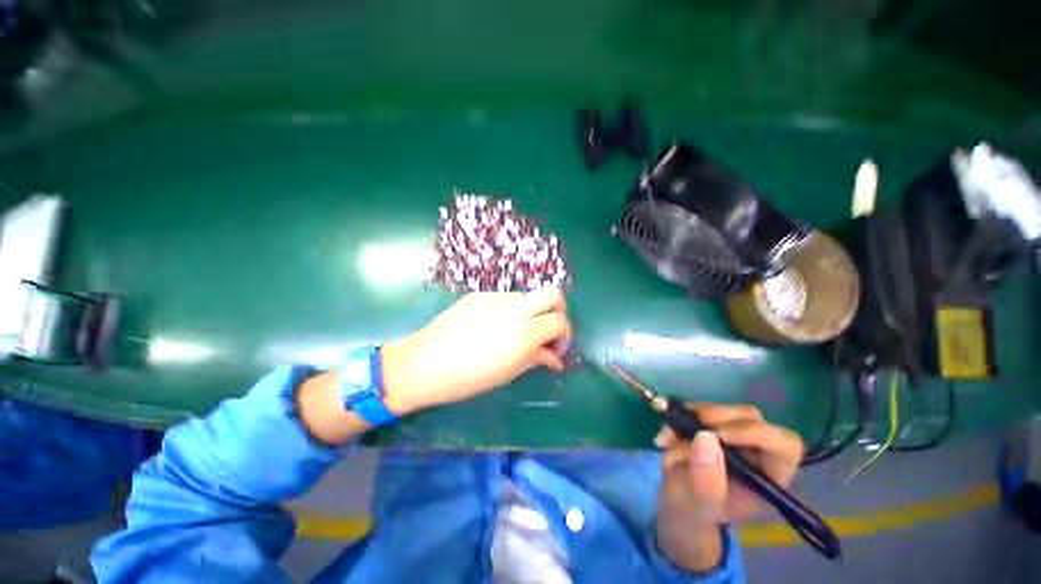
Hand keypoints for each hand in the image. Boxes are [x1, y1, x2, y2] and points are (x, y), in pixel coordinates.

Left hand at [380, 287, 571, 415]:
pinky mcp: (478, 295)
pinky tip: (493, 328)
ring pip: (527, 296)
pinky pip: (504, 299)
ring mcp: (495, 297)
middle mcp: (514, 308)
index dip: (564, 334)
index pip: (560, 321)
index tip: (555, 348)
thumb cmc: (468, 378)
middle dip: (558, 310)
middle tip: (547, 329)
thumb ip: (537, 358)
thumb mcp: (508, 372)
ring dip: (531, 312)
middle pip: (553, 293)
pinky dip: (509, 311)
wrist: (424, 364)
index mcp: (524, 333)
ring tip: (516, 333)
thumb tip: (555, 358)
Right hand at [653, 403, 803, 570]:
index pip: (784, 444)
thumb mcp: (701, 506)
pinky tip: (666, 436)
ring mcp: (734, 434)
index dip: (755, 433)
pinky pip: (699, 408)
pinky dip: (679, 416)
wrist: (676, 503)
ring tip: (667, 440)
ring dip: (690, 418)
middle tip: (684, 429)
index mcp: (770, 476)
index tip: (718, 435)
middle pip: (750, 418)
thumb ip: (707, 480)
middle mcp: (758, 450)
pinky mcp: (712, 423)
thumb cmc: (696, 512)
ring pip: (722, 409)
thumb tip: (706, 437)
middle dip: (714, 419)